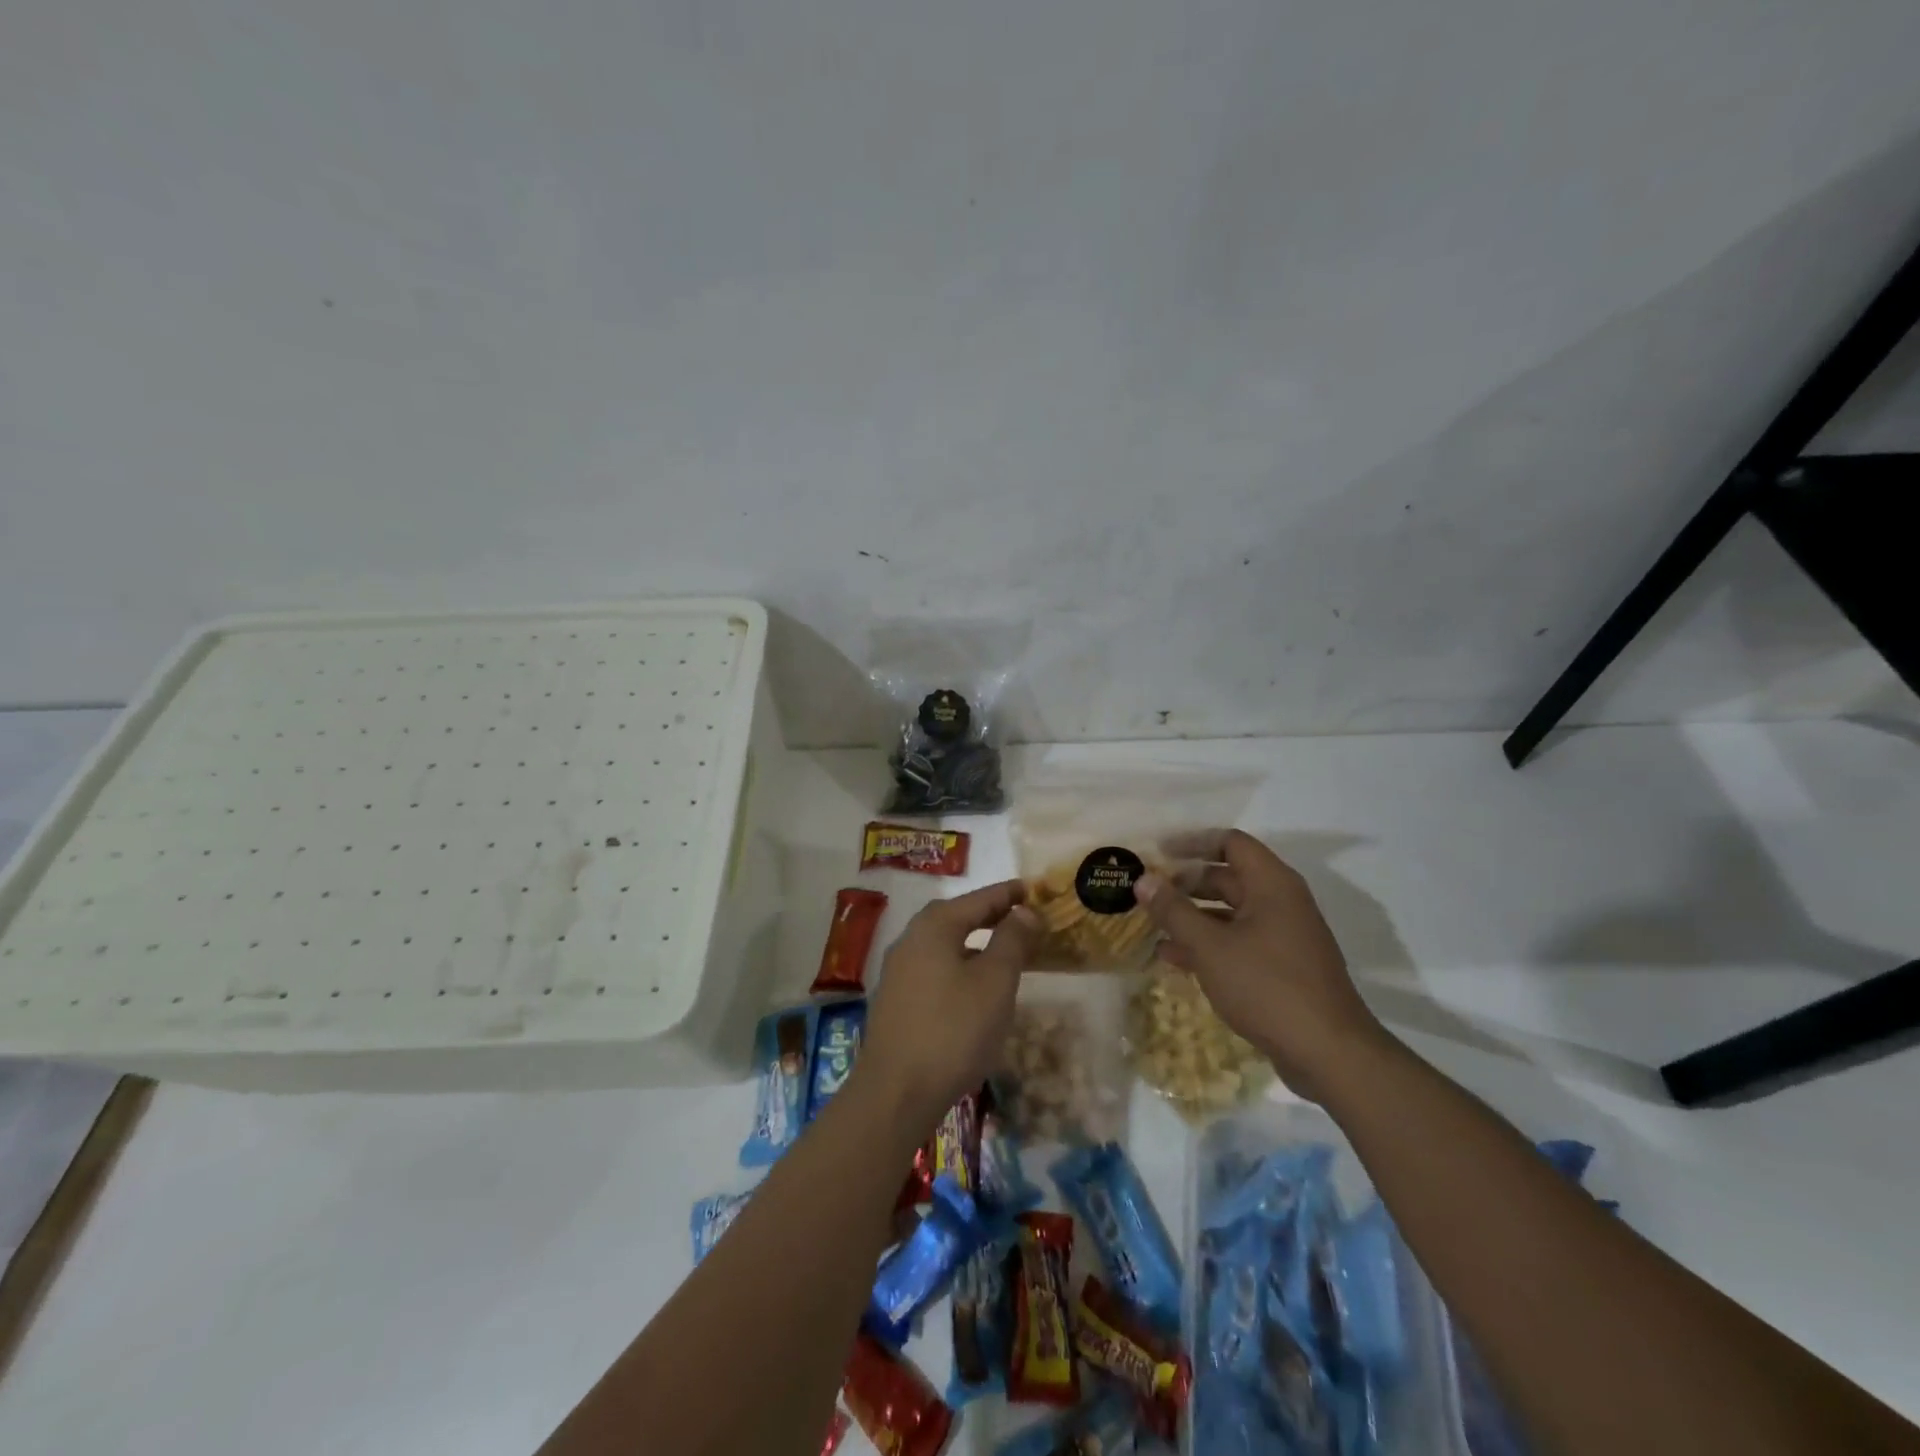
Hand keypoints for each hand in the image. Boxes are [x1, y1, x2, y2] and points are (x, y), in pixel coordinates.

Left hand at [856, 880, 1040, 1127]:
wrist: (896, 1092)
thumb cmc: (954, 1030)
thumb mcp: (995, 982)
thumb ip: (1012, 941)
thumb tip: (1024, 911)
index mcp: (934, 926)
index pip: (978, 898)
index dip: (1008, 894)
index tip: (1032, 888)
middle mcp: (911, 939)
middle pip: (956, 917)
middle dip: (989, 915)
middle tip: (1020, 916)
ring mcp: (898, 970)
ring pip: (944, 944)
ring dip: (973, 942)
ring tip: (1002, 951)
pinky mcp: (895, 999)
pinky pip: (934, 967)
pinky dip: (959, 965)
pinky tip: (973, 987)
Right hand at [1135, 831, 1383, 1095]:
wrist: (1328, 1053)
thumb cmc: (1267, 987)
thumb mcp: (1210, 947)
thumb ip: (1173, 911)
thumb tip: (1142, 879)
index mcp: (1272, 884)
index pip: (1230, 842)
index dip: (1192, 842)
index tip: (1158, 852)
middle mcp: (1282, 902)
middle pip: (1228, 877)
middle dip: (1186, 883)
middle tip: (1148, 892)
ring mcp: (1284, 936)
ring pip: (1231, 912)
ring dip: (1193, 916)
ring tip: (1152, 926)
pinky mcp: (1283, 967)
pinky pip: (1239, 941)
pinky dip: (1209, 943)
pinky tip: (1175, 959)